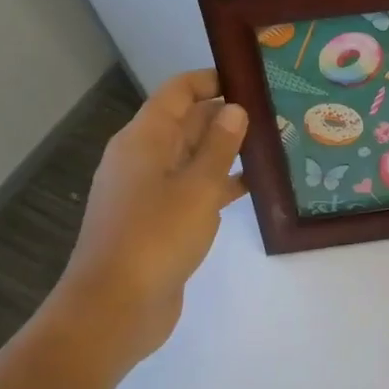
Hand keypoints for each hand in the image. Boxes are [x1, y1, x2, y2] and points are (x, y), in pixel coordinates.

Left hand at [43, 69, 246, 378]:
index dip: (211, 80)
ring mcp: (149, 191)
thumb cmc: (155, 237)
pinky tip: (254, 186)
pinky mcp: (158, 221)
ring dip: (226, 150)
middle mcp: (143, 158)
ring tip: (273, 143)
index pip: (177, 92)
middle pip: (185, 122)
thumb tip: (234, 109)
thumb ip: (219, 146)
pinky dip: (219, 183)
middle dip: (226, 115)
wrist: (114, 309)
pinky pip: (192, 188)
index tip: (251, 79)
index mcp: (143, 140)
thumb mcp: (197, 187)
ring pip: (192, 157)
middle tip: (275, 111)